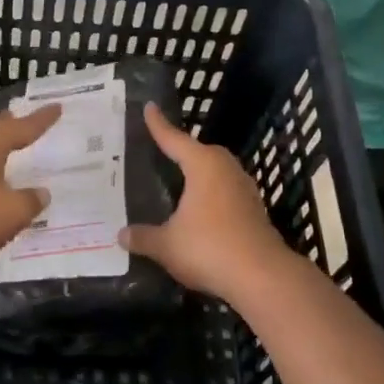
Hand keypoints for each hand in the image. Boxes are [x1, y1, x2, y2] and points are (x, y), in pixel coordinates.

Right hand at [120, 104, 302, 307]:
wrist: (262, 277)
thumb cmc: (209, 249)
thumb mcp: (167, 245)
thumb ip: (143, 237)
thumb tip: (121, 234)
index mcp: (203, 165)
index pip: (174, 139)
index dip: (158, 125)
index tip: (149, 107)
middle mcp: (225, 169)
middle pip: (200, 152)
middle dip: (182, 151)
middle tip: (161, 150)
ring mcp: (244, 189)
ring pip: (216, 173)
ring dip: (199, 175)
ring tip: (179, 182)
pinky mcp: (254, 210)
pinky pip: (225, 193)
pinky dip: (210, 196)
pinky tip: (200, 211)